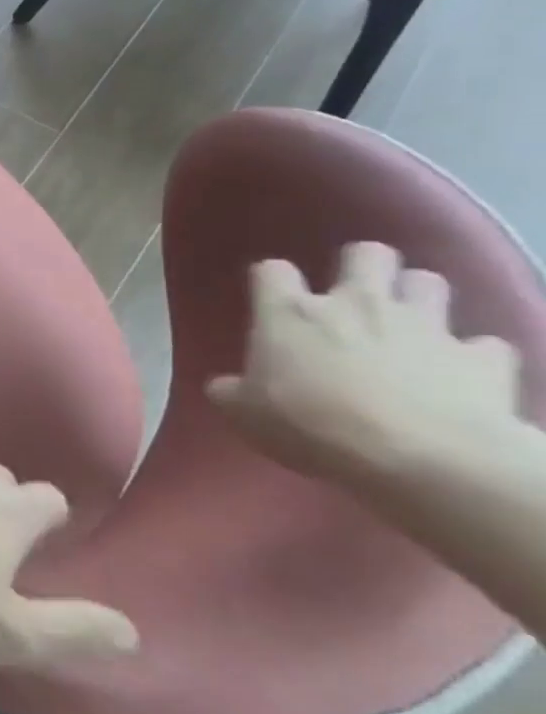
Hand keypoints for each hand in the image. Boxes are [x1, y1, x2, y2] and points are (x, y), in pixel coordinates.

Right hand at [207, 242, 525, 482]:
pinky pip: (485, 344)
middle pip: (366, 254)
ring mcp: (425, 326)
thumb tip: (227, 386)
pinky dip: (472, 354)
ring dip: (418, 297)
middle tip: (355, 294)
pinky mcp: (482, 358)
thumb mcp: (246, 414)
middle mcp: (356, 304)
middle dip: (363, 266)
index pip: (272, 270)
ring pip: (428, 281)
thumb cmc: (312, 426)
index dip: (272, 281)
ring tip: (409, 324)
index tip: (273, 300)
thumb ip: (233, 390)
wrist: (421, 458)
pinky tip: (462, 373)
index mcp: (290, 313)